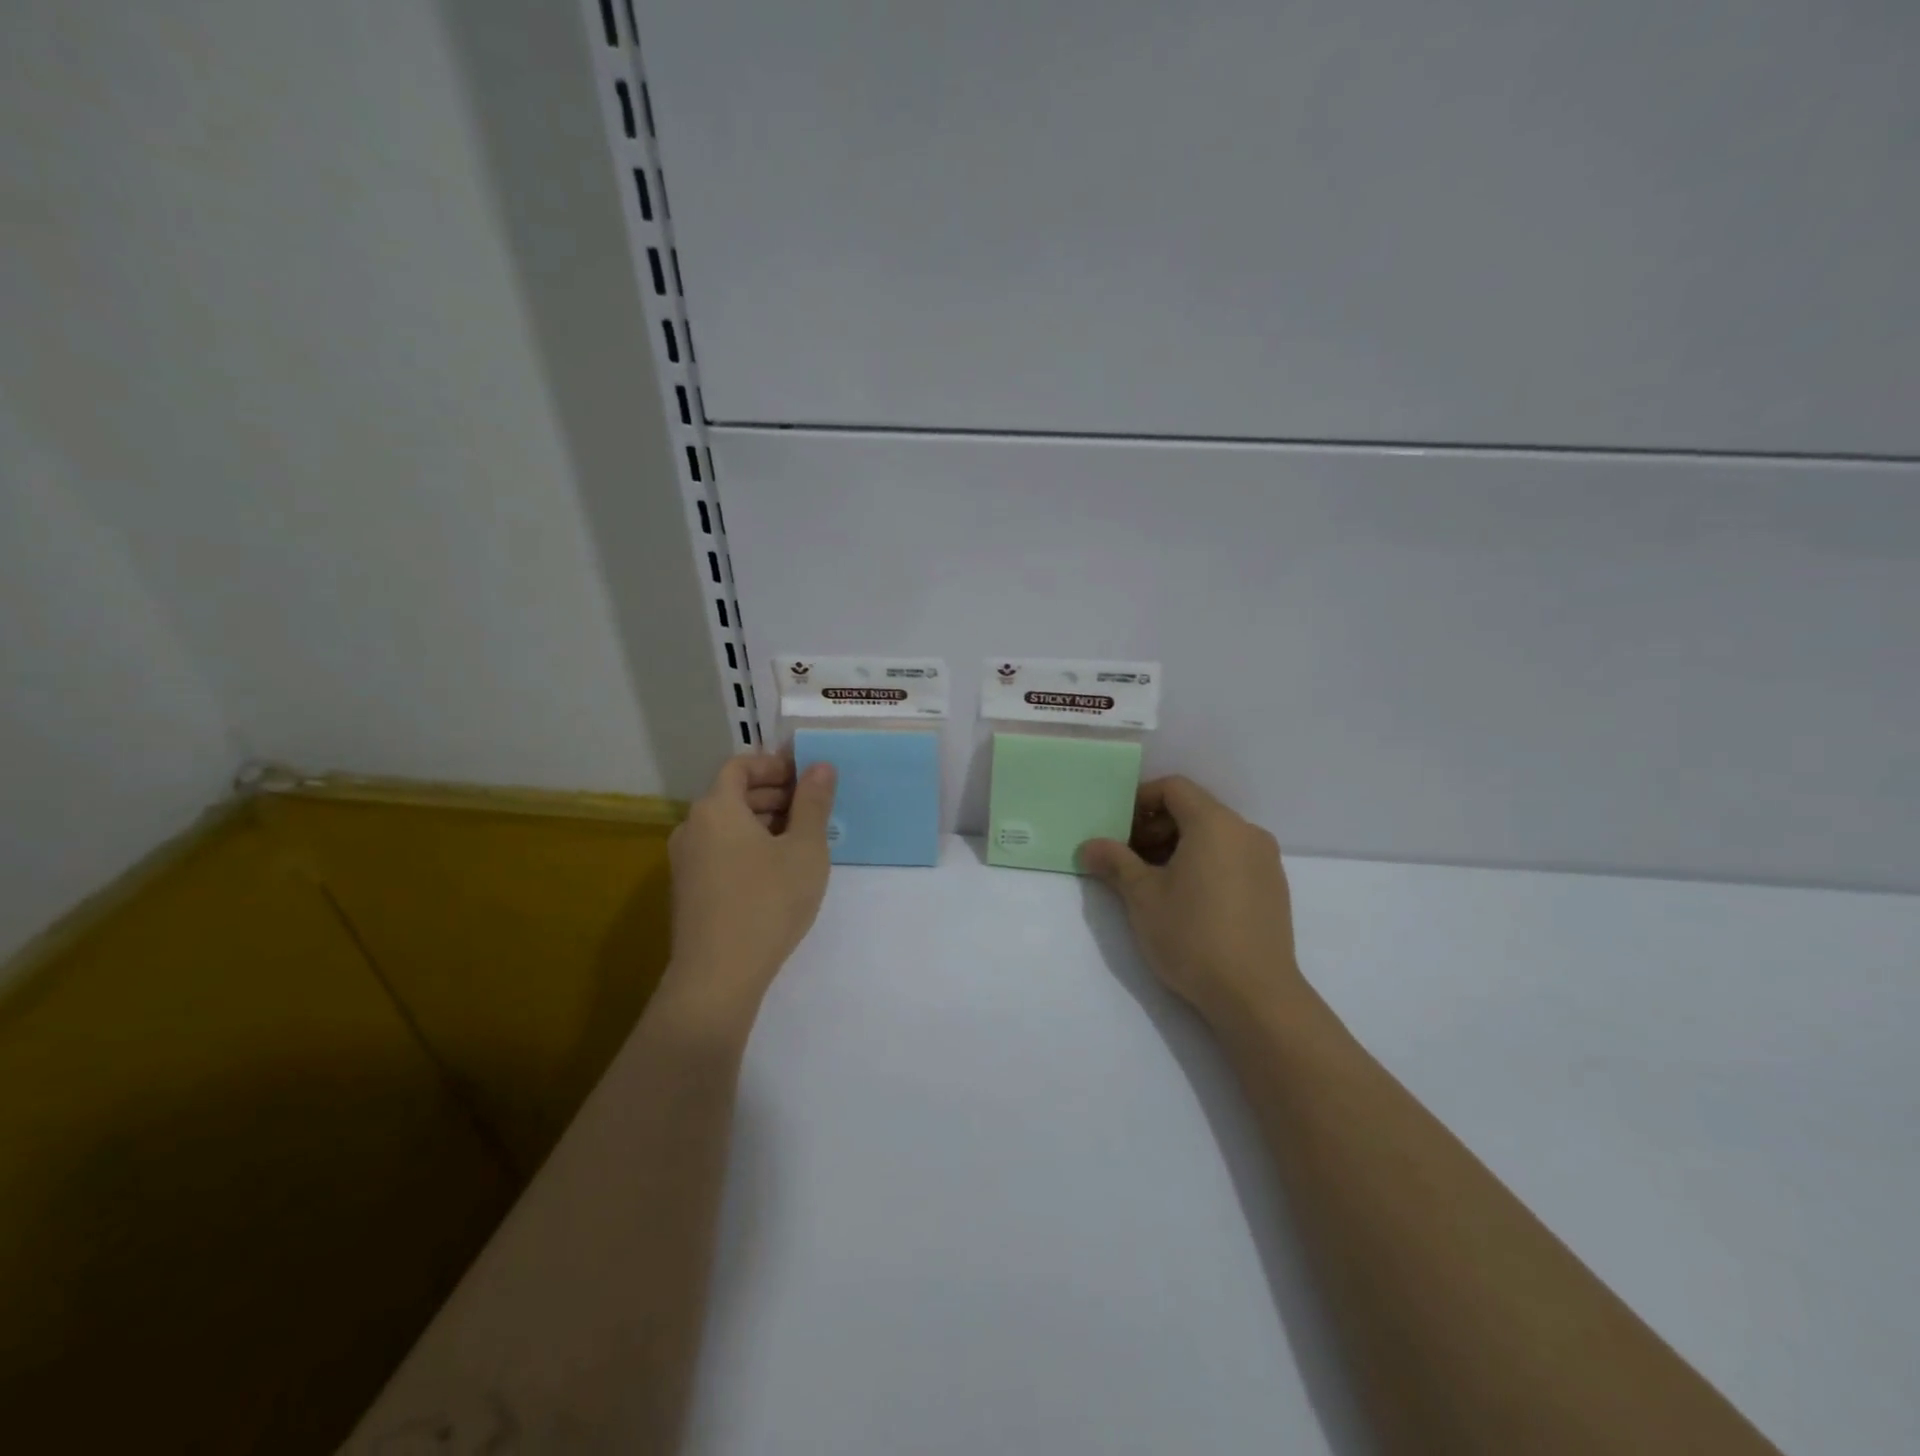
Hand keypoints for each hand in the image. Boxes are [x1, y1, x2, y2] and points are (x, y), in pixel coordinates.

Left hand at [662, 753, 836, 1019]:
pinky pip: (719, 851)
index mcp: (716, 808)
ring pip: (726, 825)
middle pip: (732, 794)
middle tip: (812, 809)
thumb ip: (813, 803)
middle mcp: (692, 827)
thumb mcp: (805, 849)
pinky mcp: (688, 890)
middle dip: (773, 794)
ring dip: (762, 822)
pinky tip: (776, 872)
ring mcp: (685, 861)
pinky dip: (746, 847)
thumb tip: (821, 766)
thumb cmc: (767, 903)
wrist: (717, 977)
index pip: (739, 766)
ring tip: (800, 841)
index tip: (806, 778)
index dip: (774, 765)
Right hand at [1080, 776, 1306, 1024]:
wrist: (1256, 995)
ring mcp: (1265, 861)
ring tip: (1153, 882)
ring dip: (1179, 846)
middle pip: (1195, 809)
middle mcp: (1246, 833)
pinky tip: (1187, 900)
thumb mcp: (1142, 897)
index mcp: (1215, 824)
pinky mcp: (1273, 888)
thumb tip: (1089, 846)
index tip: (1118, 828)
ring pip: (1214, 836)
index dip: (1141, 800)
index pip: (1174, 788)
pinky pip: (1232, 858)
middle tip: (1128, 858)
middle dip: (1156, 826)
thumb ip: (1115, 863)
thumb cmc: (1193, 936)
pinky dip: (1205, 863)